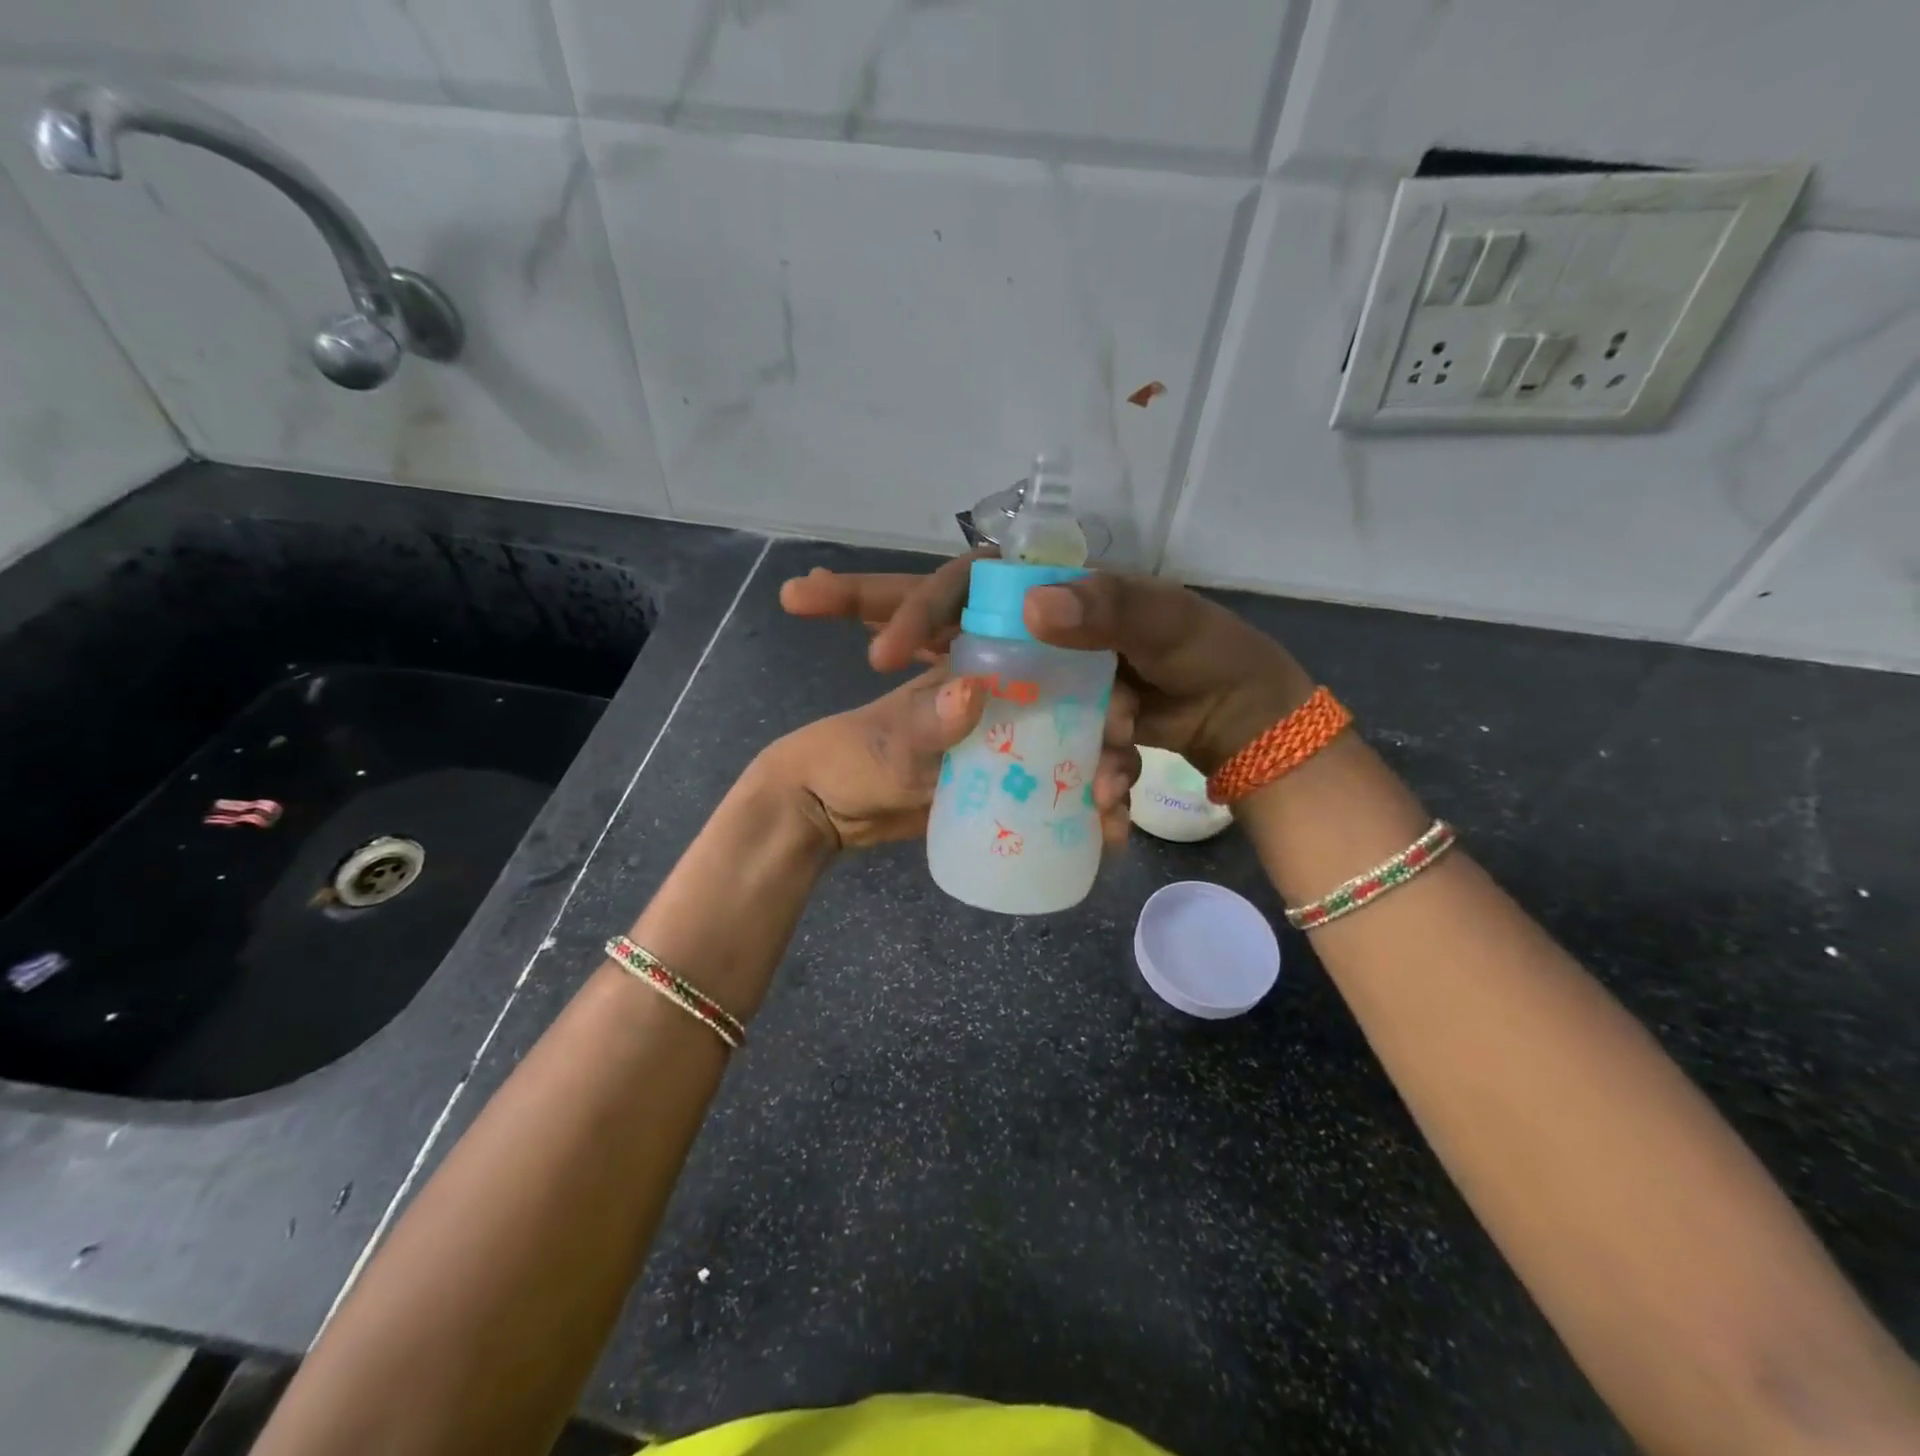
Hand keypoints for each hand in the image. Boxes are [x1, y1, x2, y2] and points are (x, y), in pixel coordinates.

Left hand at [755, 667, 1138, 852]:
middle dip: (1107, 721)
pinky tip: (1106, 836)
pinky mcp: (1009, 784)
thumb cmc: (849, 759)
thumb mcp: (886, 744)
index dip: (1077, 650)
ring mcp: (1009, 742)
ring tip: (1115, 805)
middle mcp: (1003, 697)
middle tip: (1120, 754)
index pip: (1038, 641)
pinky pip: (1058, 789)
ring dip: (1105, 769)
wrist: (830, 813)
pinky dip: (1083, 810)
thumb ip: (925, 722)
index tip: (1102, 689)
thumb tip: (975, 692)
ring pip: (1075, 743)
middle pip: (1076, 697)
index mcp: (974, 666)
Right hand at [780, 562, 1311, 774]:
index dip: (908, 604)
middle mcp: (1022, 630)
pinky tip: (977, 774)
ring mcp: (1028, 678)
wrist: (1233, 716)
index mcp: (1042, 594)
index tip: (881, 651)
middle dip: (871, 613)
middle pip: (931, 623)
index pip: (954, 584)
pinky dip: (991, 756)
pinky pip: (1004, 737)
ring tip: (915, 723)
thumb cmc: (1202, 652)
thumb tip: (1031, 608)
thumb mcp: (1162, 620)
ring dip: (931, 711)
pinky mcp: (1042, 721)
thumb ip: (1106, 607)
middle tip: (801, 600)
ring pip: (963, 688)